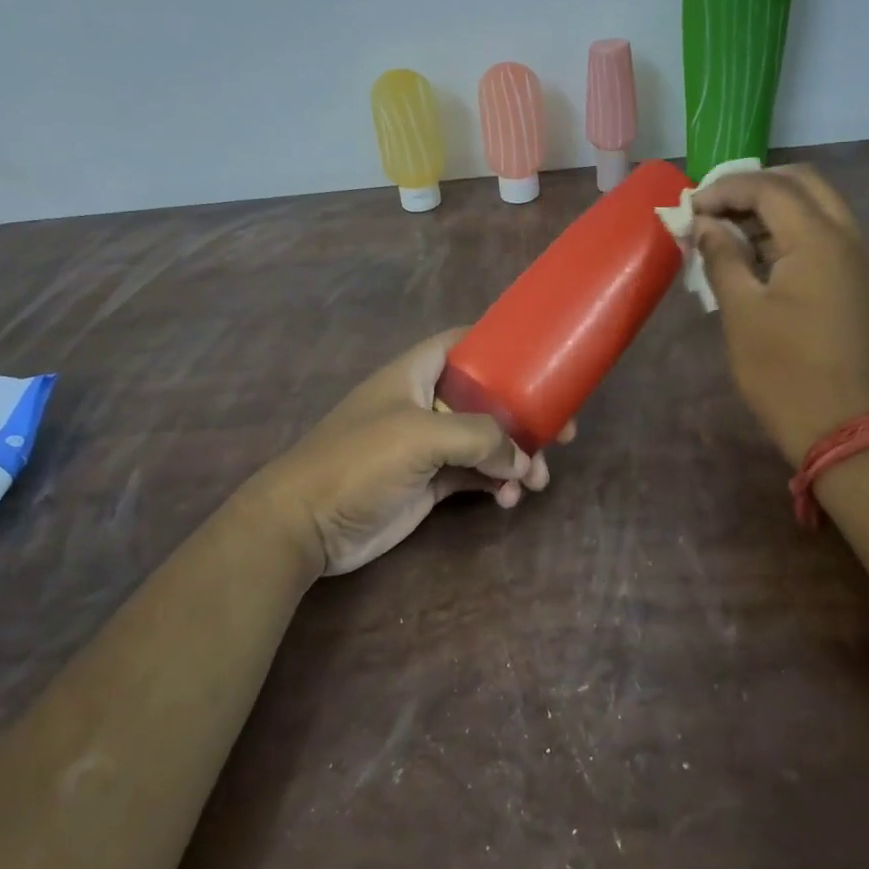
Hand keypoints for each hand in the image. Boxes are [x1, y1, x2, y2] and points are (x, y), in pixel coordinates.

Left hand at [250, 329, 572, 577]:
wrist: (306, 525)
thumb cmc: (358, 461)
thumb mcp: (420, 435)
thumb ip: (478, 437)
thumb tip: (522, 457)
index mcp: (417, 374)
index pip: (463, 343)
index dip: (501, 346)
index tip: (542, 361)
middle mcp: (425, 403)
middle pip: (487, 397)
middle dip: (524, 414)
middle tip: (563, 433)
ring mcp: (428, 445)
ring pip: (487, 441)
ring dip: (516, 457)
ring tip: (536, 481)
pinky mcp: (430, 483)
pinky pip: (476, 475)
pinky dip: (497, 484)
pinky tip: (508, 501)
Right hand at [693, 165, 868, 465]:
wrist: (844, 427)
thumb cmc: (784, 371)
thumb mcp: (741, 312)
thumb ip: (722, 257)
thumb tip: (705, 224)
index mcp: (820, 239)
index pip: (769, 187)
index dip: (725, 189)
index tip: (690, 208)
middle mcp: (851, 236)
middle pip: (803, 182)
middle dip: (755, 187)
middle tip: (715, 209)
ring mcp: (864, 258)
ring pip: (820, 206)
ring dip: (775, 207)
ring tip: (730, 231)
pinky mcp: (864, 281)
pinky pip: (830, 234)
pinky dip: (794, 230)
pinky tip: (761, 255)